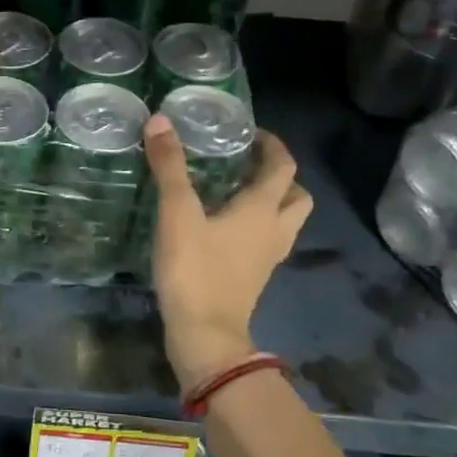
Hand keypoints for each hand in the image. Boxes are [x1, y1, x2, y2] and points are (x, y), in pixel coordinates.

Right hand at [144, 118, 311, 388]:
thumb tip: (160, 120)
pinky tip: (223, 226)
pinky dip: (256, 226)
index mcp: (263, 209)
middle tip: (249, 164)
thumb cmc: (195, 270)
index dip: (272, 144)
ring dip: (271, 202)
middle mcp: (274, 230)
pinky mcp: (254, 277)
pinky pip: (267, 241)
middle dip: (280, 176)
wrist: (205, 336)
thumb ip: (170, 166)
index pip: (283, 166)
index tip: (250, 131)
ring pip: (285, 221)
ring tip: (235, 191)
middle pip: (297, 196)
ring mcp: (267, 258)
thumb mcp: (177, 212)